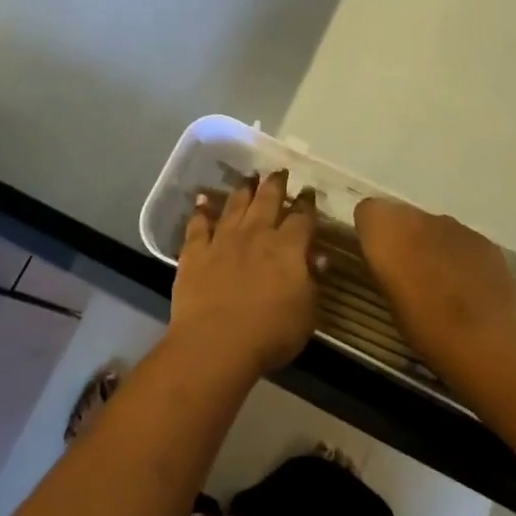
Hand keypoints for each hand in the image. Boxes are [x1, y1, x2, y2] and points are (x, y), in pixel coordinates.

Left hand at [171, 171, 320, 378]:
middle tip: (279, 171)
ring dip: (243, 190)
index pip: (301, 218)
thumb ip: (313, 281)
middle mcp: (255, 234)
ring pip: (235, 206)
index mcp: (287, 248)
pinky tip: (202, 201)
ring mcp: (223, 240)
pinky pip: (198, 225)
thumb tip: (320, 257)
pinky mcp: (195, 252)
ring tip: (248, 178)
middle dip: (275, 184)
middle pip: (267, 200)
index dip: (307, 204)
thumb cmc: (270, 334)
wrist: (215, 343)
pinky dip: (201, 211)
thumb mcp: (307, 313)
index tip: (308, 192)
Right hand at [353, 198, 515, 392]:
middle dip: (402, 238)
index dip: (371, 234)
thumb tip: (391, 264)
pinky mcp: (483, 239)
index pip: (367, 212)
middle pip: (402, 216)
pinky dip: (459, 256)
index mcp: (387, 230)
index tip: (378, 261)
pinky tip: (468, 289)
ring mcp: (454, 225)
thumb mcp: (389, 302)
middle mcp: (418, 217)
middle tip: (408, 274)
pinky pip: (460, 241)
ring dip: (431, 246)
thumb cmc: (426, 328)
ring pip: (432, 227)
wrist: (489, 341)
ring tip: (440, 286)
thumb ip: (386, 270)